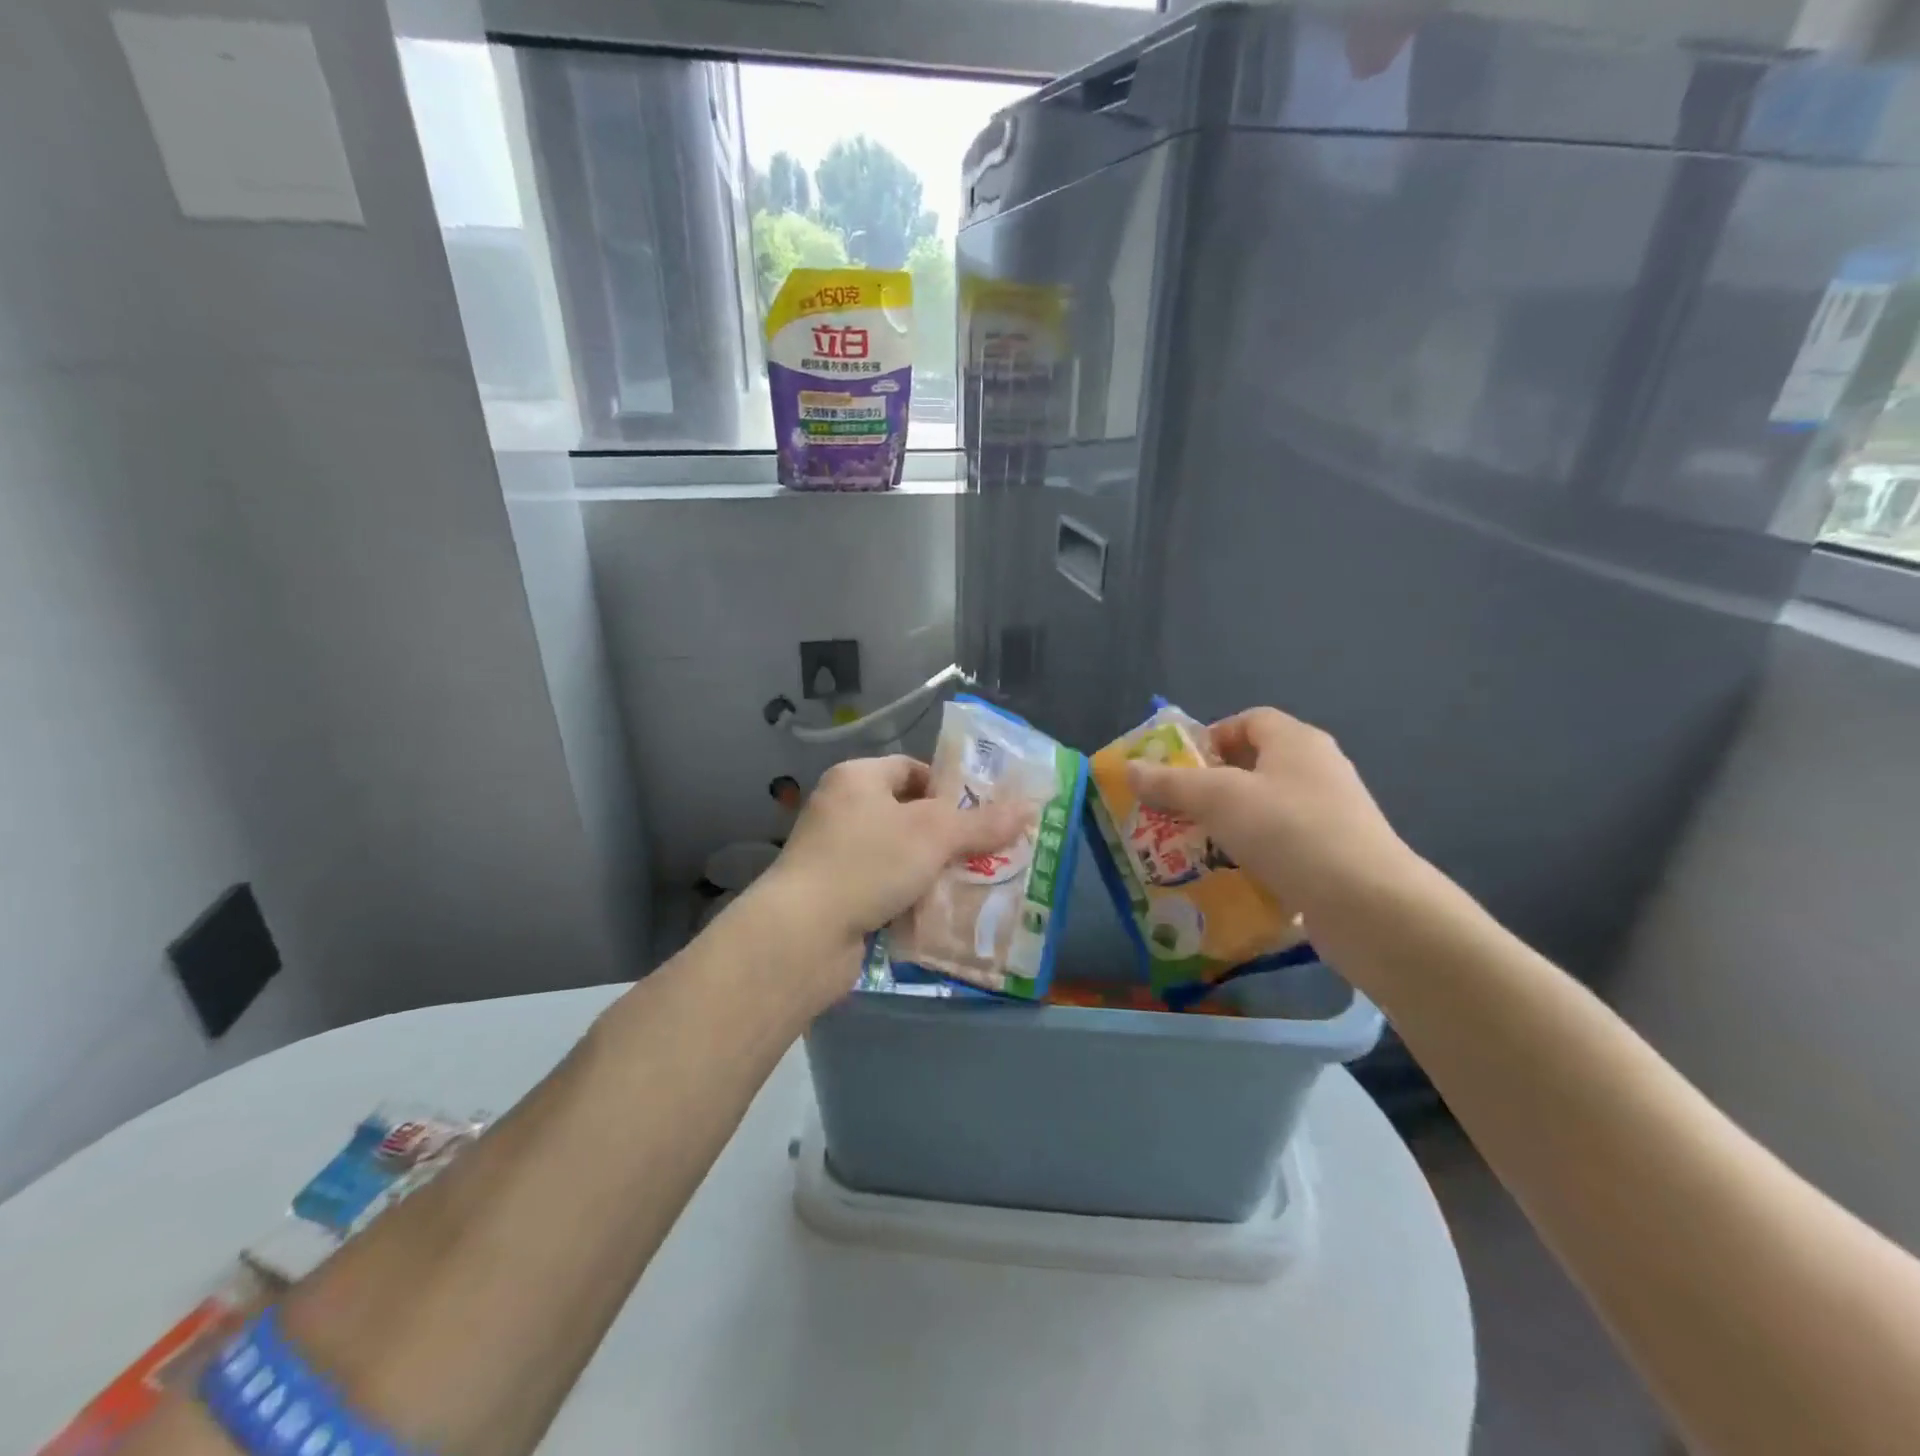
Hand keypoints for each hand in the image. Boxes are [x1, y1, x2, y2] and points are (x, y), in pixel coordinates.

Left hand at [755, 753, 1024, 983]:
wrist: (802, 935)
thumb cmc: (868, 864)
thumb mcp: (934, 835)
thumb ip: (982, 822)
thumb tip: (1029, 807)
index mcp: (857, 779)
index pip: (911, 768)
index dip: (949, 786)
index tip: (983, 812)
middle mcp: (843, 810)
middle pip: (908, 814)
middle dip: (949, 835)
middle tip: (990, 851)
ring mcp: (836, 855)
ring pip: (900, 855)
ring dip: (934, 870)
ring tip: (976, 884)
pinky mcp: (837, 896)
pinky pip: (885, 888)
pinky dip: (912, 898)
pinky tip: (943, 913)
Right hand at [1126, 707, 1423, 921]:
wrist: (1368, 905)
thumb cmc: (1288, 831)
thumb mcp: (1217, 799)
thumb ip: (1170, 783)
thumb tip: (1129, 768)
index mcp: (1296, 741)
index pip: (1248, 721)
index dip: (1211, 738)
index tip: (1180, 769)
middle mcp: (1318, 769)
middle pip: (1255, 765)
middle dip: (1212, 786)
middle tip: (1178, 811)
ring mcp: (1332, 814)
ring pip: (1267, 809)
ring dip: (1231, 825)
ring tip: (1197, 848)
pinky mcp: (1337, 855)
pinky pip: (1285, 845)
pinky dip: (1257, 856)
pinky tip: (1234, 879)